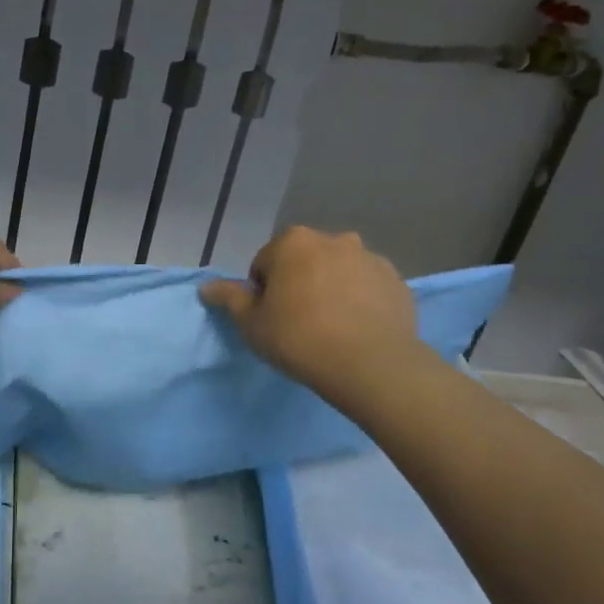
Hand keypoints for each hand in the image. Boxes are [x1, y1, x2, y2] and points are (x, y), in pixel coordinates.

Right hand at [200, 226, 427, 400]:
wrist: (372, 365)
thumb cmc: (300, 339)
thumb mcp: (252, 324)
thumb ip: (229, 299)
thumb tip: (206, 286)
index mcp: (293, 242)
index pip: (265, 264)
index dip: (264, 294)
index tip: (272, 320)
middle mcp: (333, 239)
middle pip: (304, 262)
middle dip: (299, 284)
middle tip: (300, 324)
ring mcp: (370, 258)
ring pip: (338, 272)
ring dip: (331, 289)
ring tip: (333, 329)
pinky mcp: (397, 281)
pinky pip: (368, 287)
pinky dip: (361, 300)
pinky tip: (359, 330)